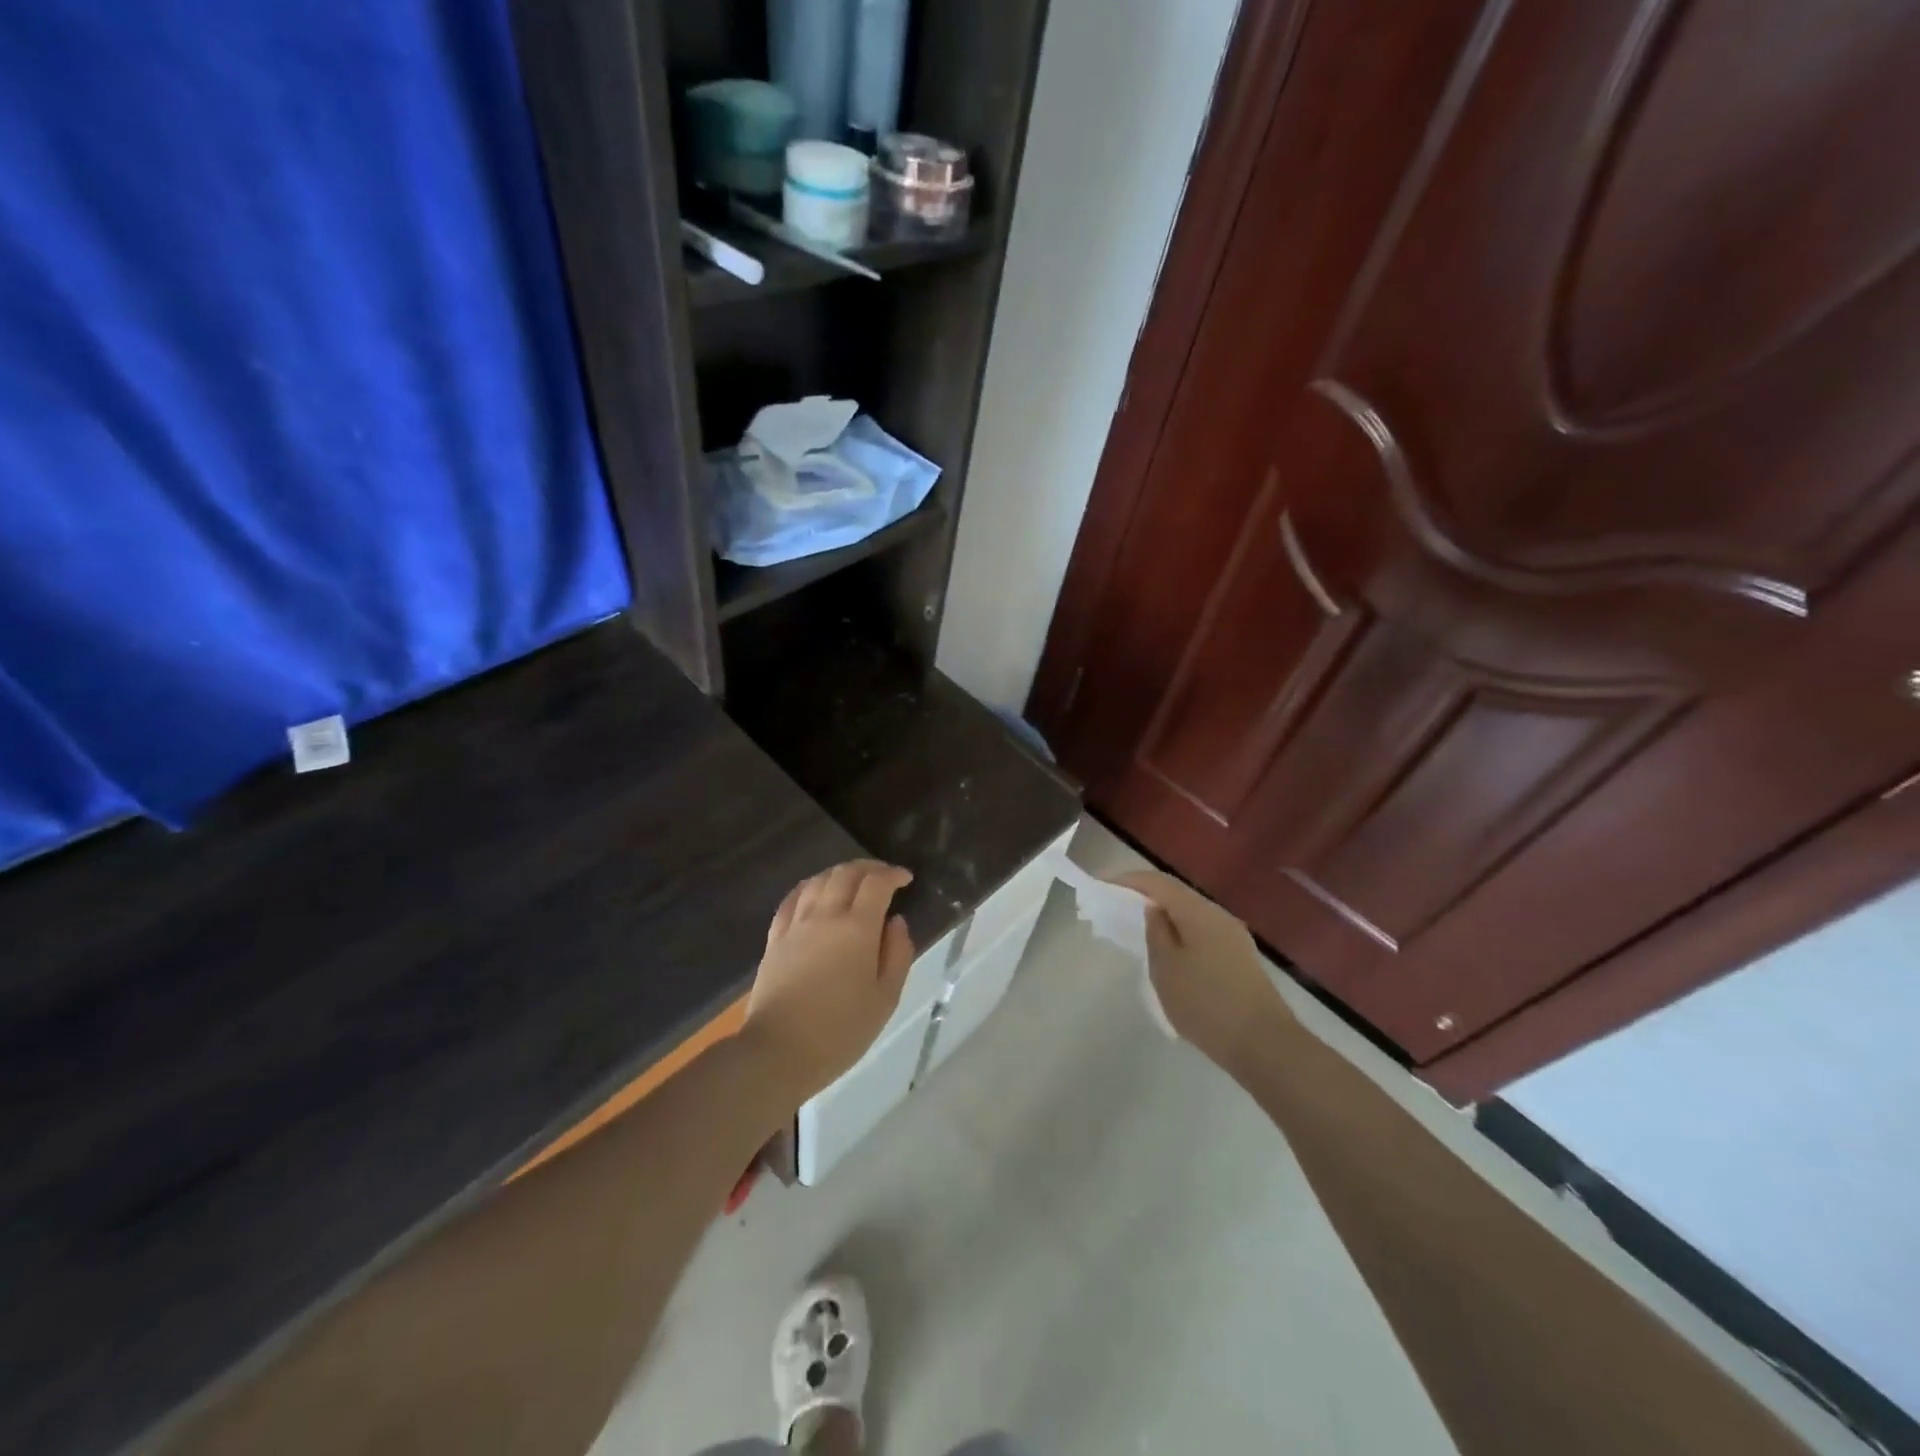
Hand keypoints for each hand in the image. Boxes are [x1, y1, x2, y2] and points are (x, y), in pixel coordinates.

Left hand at [742, 860, 915, 1102]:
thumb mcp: (885, 999)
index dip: (893, 874)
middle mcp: (826, 916)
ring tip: (853, 881)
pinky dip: (810, 887)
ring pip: (818, 880)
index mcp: (857, 928)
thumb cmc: (840, 1031)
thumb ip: (897, 954)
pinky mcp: (775, 938)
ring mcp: (796, 925)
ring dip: (840, 873)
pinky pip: (792, 898)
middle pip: (845, 873)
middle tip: (883, 876)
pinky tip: (815, 892)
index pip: (877, 883)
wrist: (778, 1052)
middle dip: (869, 868)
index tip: (906, 879)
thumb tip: (896, 922)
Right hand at [1111, 870, 1291, 1072]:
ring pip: (1191, 916)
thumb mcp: (1167, 969)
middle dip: (1146, 897)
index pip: (1159, 882)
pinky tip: (1170, 953)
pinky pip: (1202, 933)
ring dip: (1165, 917)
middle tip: (1118, 906)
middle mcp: (1219, 916)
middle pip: (1177, 895)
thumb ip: (1157, 933)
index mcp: (1199, 912)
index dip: (1129, 880)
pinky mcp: (1240, 959)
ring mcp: (1234, 937)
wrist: (1265, 1045)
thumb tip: (1154, 910)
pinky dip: (1180, 934)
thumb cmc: (1207, 1004)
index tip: (1103, 885)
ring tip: (1139, 929)